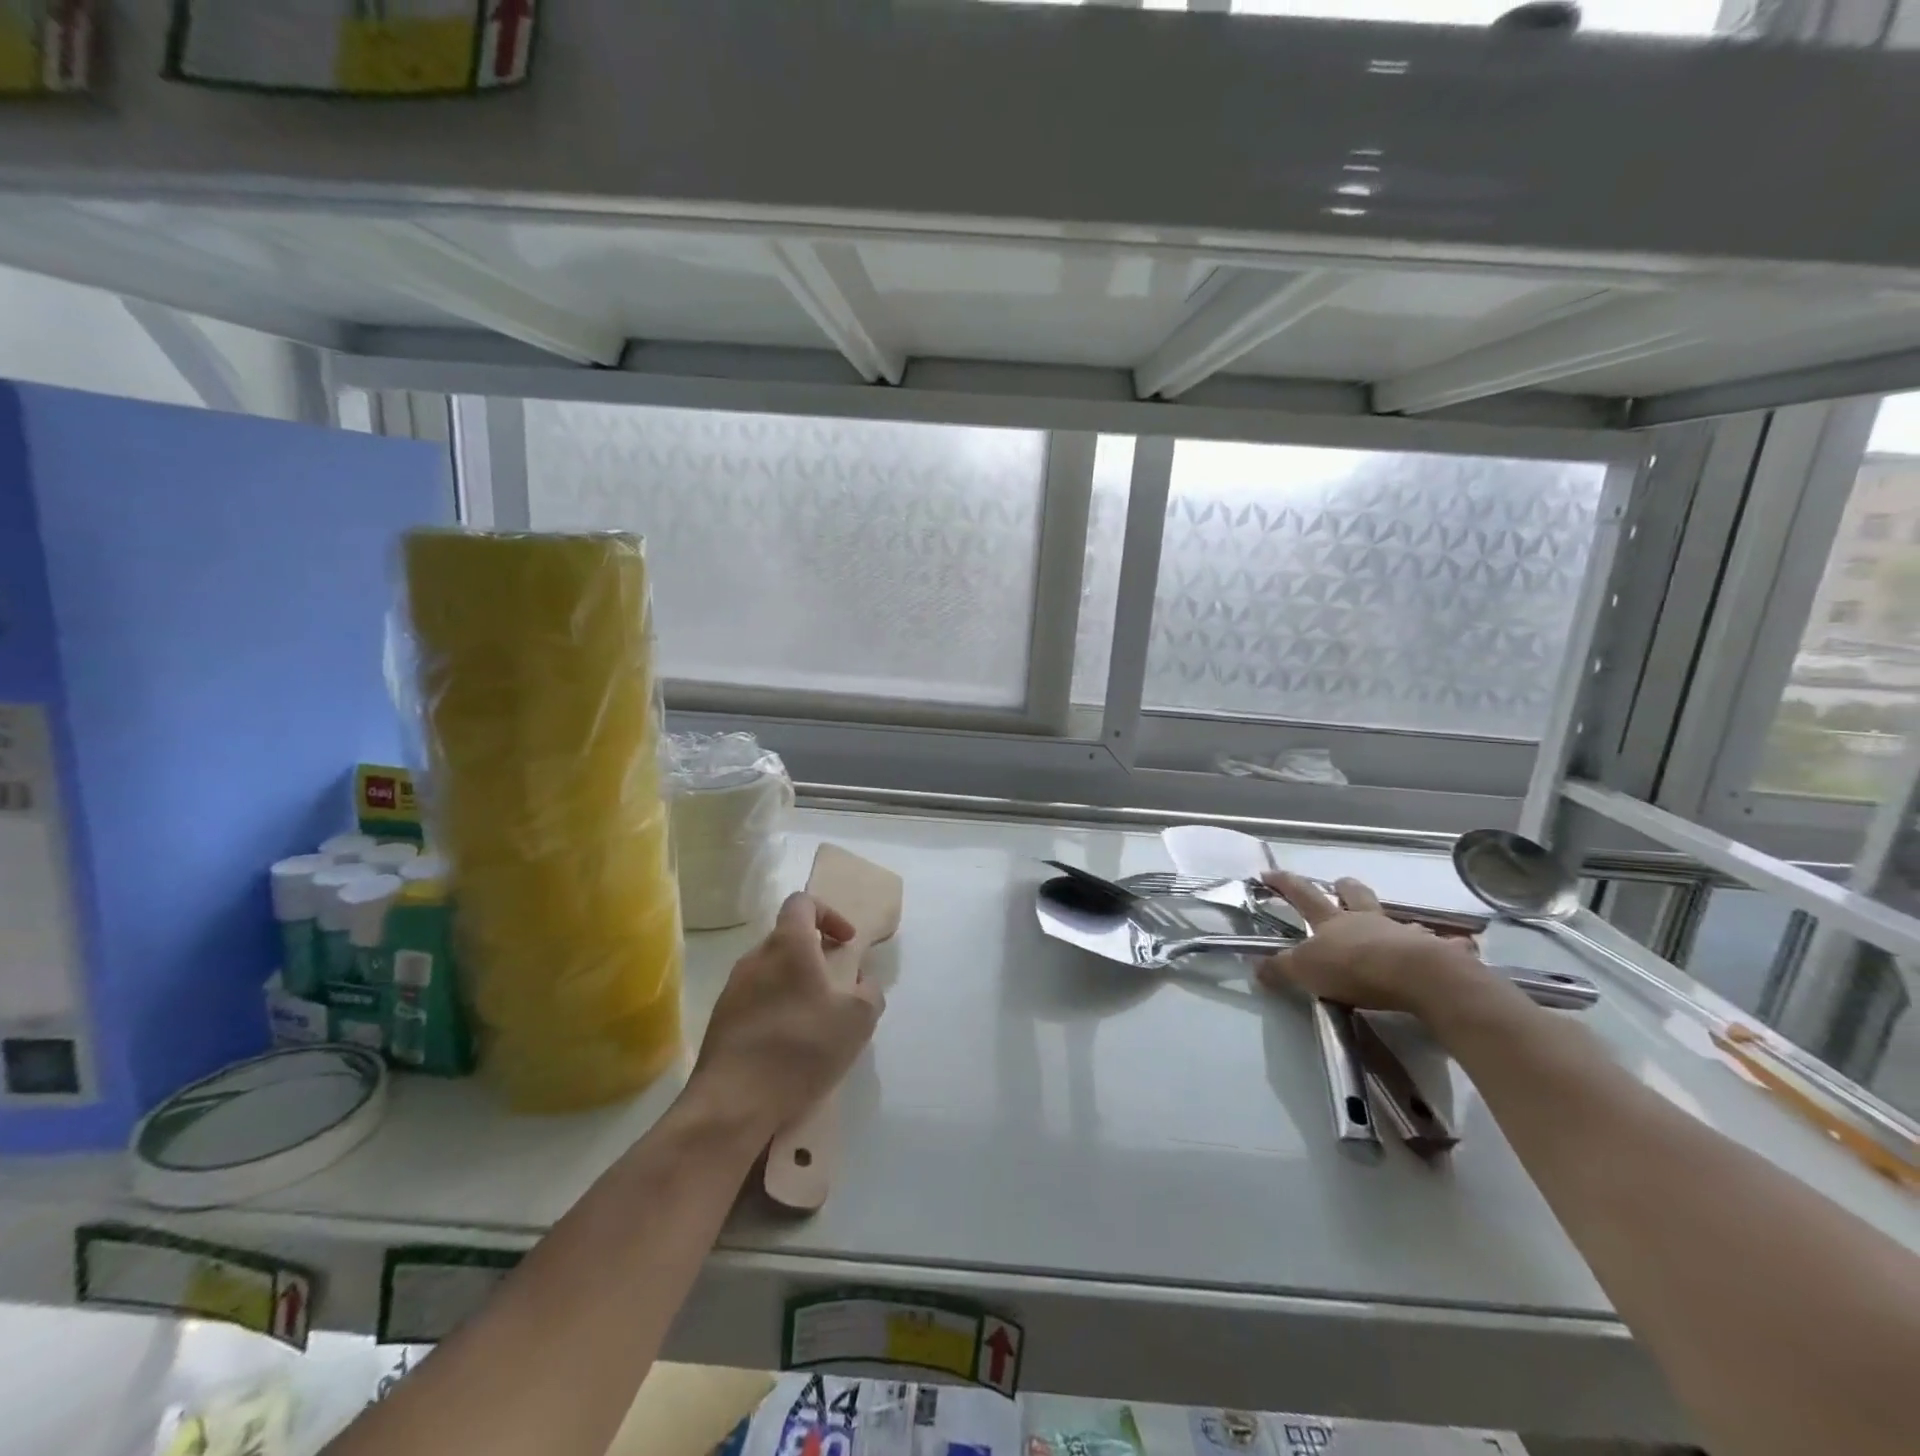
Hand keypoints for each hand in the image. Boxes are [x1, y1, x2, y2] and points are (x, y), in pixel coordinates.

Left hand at [687, 893, 885, 1139]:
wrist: (733, 1103)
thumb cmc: (801, 1047)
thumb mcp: (857, 1020)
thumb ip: (870, 992)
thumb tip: (864, 981)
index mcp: (787, 945)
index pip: (802, 903)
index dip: (829, 914)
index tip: (846, 942)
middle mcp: (755, 957)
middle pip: (786, 938)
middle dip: (815, 953)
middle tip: (838, 983)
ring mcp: (732, 989)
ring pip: (770, 971)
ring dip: (795, 983)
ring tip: (817, 1018)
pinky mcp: (720, 1021)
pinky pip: (755, 1000)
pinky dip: (776, 1008)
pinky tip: (790, 1044)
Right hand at [1255, 872, 1492, 1019]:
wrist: (1415, 975)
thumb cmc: (1353, 968)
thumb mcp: (1305, 971)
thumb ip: (1280, 968)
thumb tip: (1256, 966)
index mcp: (1332, 922)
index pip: (1302, 895)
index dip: (1284, 883)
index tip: (1268, 873)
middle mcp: (1367, 920)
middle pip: (1354, 895)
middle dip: (1344, 887)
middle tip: (1340, 884)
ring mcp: (1402, 933)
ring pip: (1395, 918)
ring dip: (1393, 921)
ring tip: (1396, 929)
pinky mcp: (1436, 951)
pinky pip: (1445, 945)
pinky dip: (1448, 946)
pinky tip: (1457, 949)